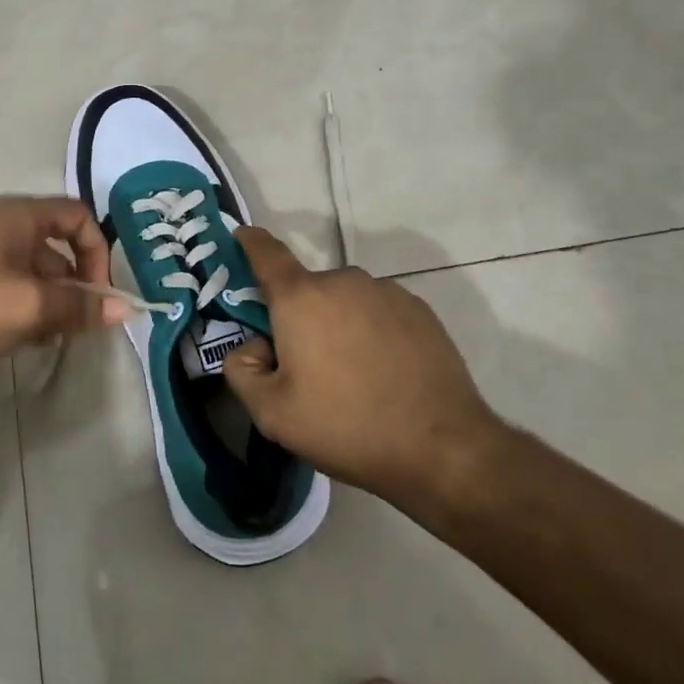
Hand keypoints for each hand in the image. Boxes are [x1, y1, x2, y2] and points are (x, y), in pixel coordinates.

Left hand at [0, 196, 121, 382]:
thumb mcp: (28, 306)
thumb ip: (78, 306)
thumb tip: (124, 308)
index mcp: (18, 217)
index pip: (79, 216)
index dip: (98, 252)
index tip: (97, 295)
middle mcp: (0, 227)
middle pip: (58, 247)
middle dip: (75, 285)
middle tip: (77, 327)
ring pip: (34, 273)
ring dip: (50, 304)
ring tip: (48, 339)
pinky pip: (9, 290)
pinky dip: (24, 311)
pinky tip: (19, 342)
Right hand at [223, 228, 506, 506]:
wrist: (442, 448)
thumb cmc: (346, 426)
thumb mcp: (271, 413)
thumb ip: (241, 369)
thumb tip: (254, 345)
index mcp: (301, 298)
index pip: (266, 253)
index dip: (250, 242)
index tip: (242, 235)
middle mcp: (343, 281)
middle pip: (307, 290)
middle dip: (299, 318)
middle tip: (307, 368)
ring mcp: (386, 292)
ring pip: (344, 301)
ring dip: (337, 325)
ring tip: (353, 377)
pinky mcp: (419, 310)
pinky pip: (378, 312)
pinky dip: (371, 332)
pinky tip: (385, 374)